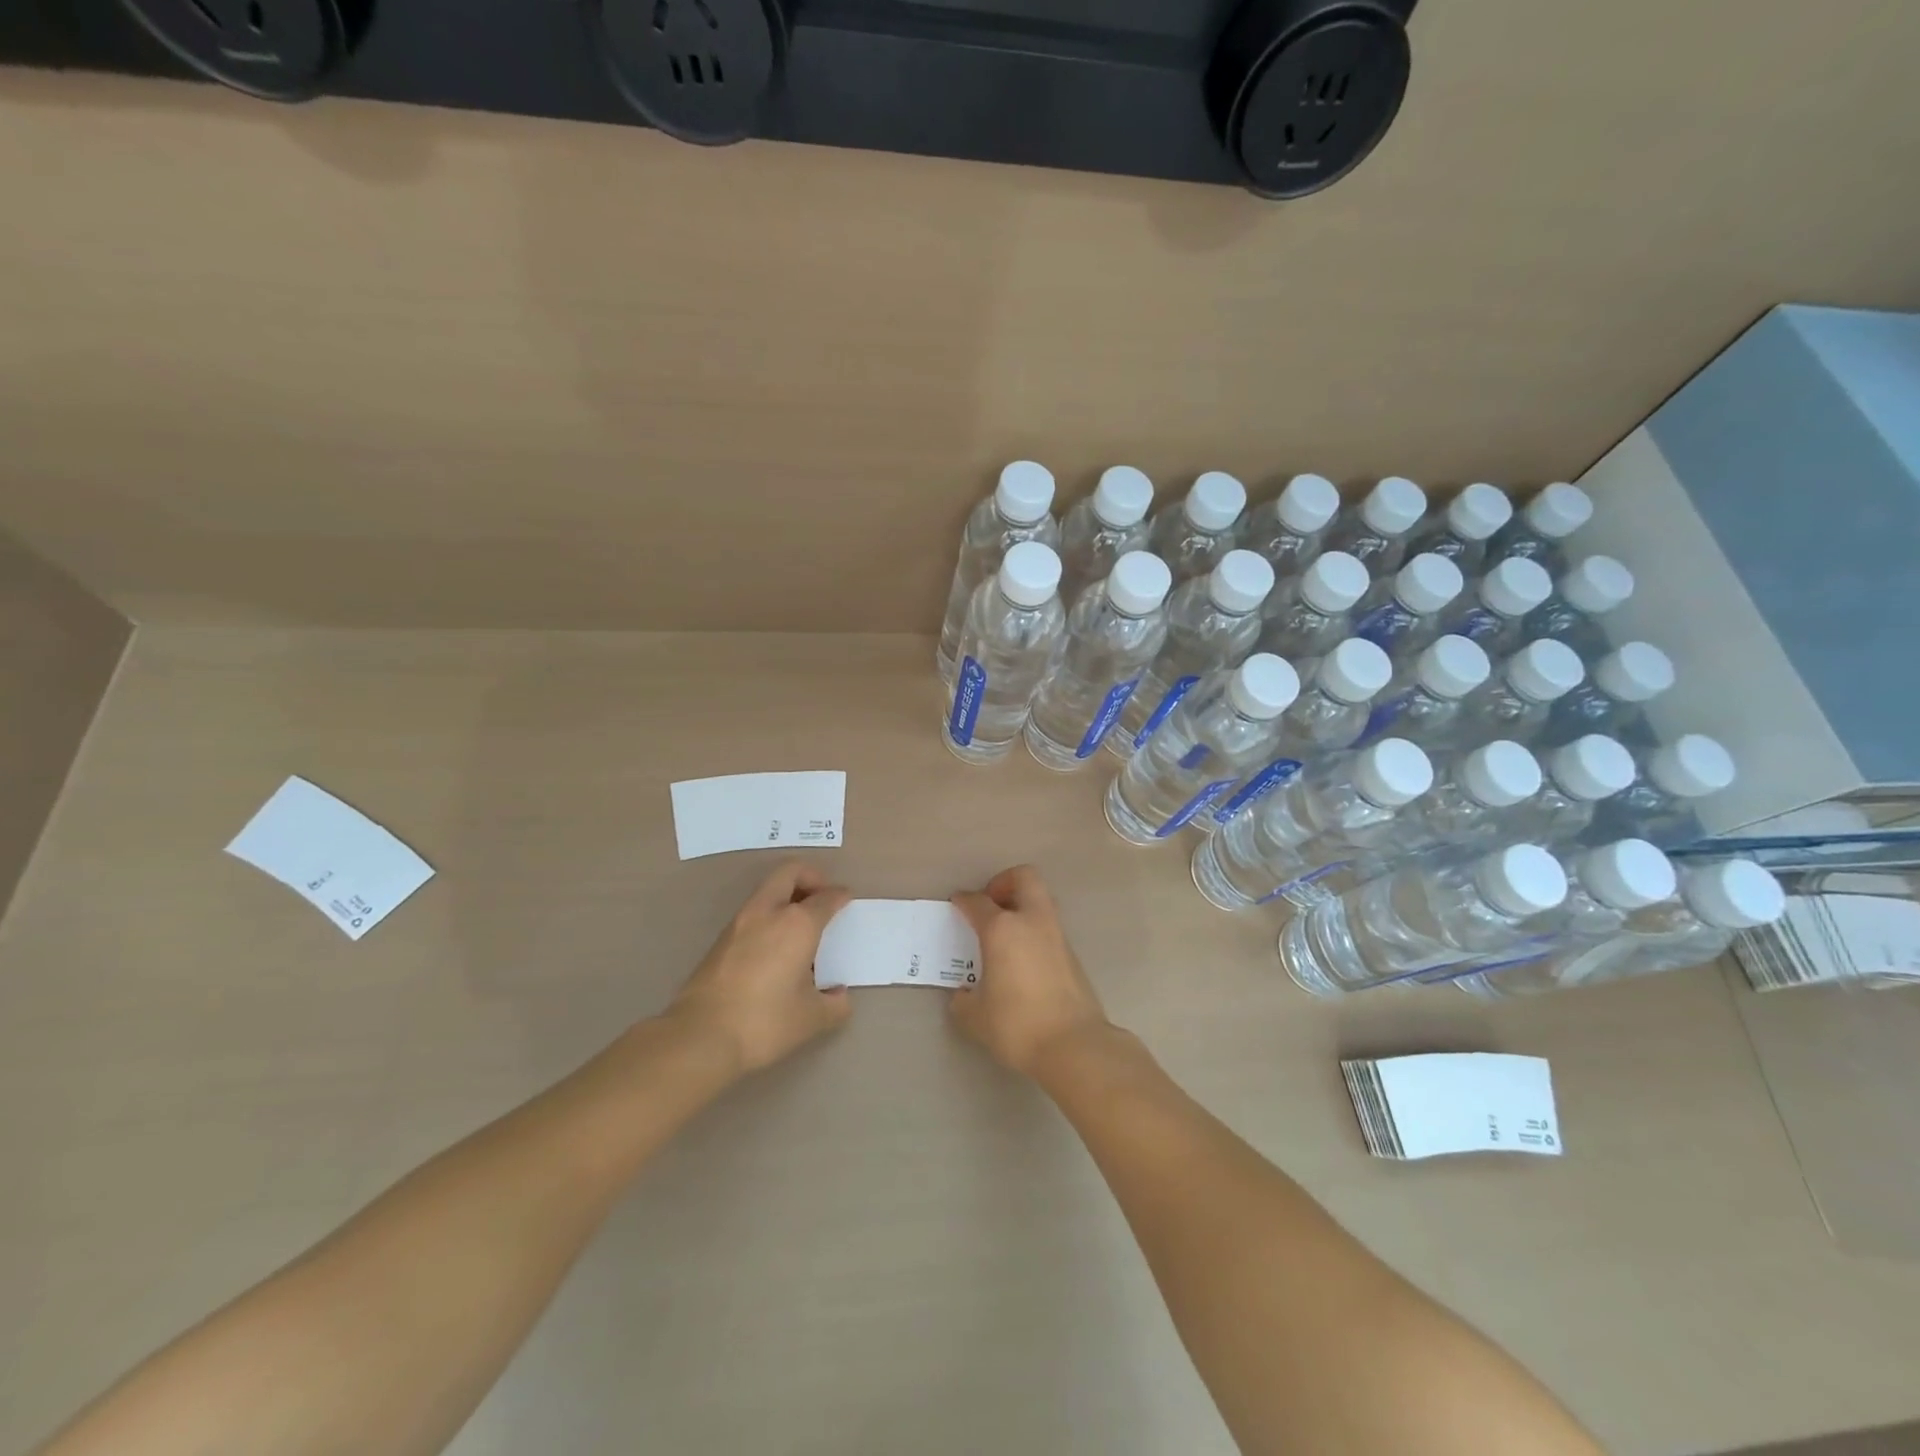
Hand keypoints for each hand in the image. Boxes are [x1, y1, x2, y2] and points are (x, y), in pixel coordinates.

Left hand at [667, 861, 852, 1074]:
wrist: (700, 1037)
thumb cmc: (765, 1022)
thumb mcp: (812, 1018)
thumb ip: (834, 1004)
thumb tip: (838, 996)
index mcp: (797, 924)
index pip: (825, 898)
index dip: (840, 895)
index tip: (846, 899)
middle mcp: (768, 913)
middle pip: (789, 872)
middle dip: (810, 877)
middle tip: (822, 897)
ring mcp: (739, 923)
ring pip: (767, 890)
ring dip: (787, 896)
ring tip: (800, 925)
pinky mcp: (720, 940)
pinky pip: (753, 912)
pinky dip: (769, 915)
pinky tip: (775, 947)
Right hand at [949, 865, 1110, 1077]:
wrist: (1074, 1045)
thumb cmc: (1017, 1025)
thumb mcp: (976, 1017)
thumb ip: (964, 1001)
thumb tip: (963, 995)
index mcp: (1002, 929)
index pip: (978, 902)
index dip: (964, 900)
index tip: (957, 904)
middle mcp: (1032, 922)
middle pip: (1024, 878)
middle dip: (1004, 883)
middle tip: (990, 905)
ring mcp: (1057, 935)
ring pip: (1041, 901)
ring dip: (1023, 906)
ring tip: (1005, 934)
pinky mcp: (1073, 954)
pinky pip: (1049, 927)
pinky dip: (1034, 931)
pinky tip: (1023, 959)